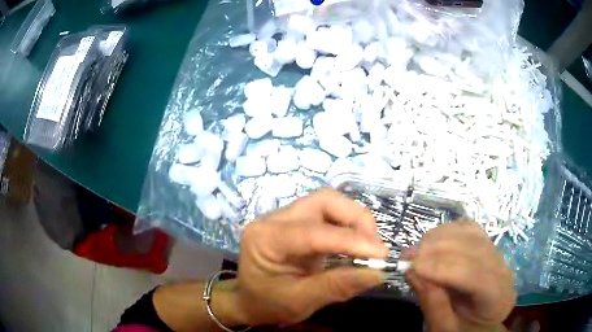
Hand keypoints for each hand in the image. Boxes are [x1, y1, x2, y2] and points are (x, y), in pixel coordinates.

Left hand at [232, 189, 386, 325]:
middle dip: (356, 220)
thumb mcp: (300, 302)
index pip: (314, 231)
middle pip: (324, 201)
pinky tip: (356, 245)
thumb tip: (378, 273)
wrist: (249, 301)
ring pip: (329, 202)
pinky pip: (329, 214)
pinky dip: (348, 226)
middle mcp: (274, 219)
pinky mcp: (298, 222)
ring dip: (355, 221)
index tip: (381, 255)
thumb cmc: (268, 304)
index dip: (351, 240)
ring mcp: (286, 217)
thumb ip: (337, 286)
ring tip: (368, 247)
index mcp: (265, 239)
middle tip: (374, 248)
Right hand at [405, 221, 515, 331]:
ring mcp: (497, 253)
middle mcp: (503, 270)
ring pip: (471, 233)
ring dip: (441, 237)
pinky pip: (469, 228)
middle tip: (407, 255)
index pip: (475, 275)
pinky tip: (432, 243)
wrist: (477, 323)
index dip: (443, 267)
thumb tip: (413, 271)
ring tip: (417, 250)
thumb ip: (433, 304)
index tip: (412, 265)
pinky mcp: (488, 243)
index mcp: (498, 298)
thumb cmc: (461, 330)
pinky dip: (448, 231)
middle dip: (438, 249)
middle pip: (474, 248)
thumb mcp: (444, 329)